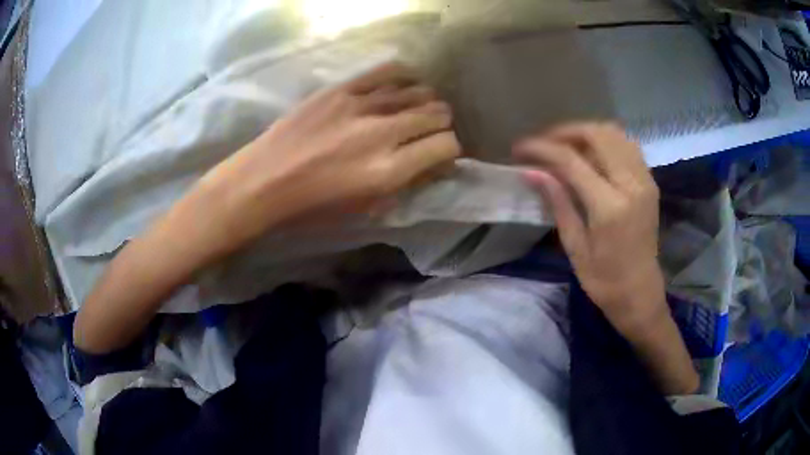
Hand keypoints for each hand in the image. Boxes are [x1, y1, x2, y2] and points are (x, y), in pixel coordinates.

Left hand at [190, 62, 460, 257]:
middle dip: (440, 124)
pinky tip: (404, 84)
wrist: (264, 180)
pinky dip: (404, 77)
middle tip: (429, 131)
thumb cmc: (313, 207)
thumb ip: (405, 184)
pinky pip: (387, 72)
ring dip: (426, 101)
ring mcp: (362, 105)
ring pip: (418, 90)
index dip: (449, 150)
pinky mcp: (342, 88)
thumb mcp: (365, 208)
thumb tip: (434, 163)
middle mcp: (383, 133)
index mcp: (389, 171)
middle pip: (437, 114)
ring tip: (417, 108)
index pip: (445, 146)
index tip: (440, 154)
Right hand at [514, 123, 664, 331]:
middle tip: (543, 143)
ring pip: (615, 134)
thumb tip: (531, 171)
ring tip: (566, 146)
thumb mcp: (576, 247)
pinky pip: (628, 146)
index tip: (520, 148)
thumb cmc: (605, 282)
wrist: (641, 295)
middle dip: (565, 132)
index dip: (542, 149)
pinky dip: (607, 141)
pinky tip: (592, 154)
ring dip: (587, 133)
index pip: (571, 160)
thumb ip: (558, 202)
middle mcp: (631, 185)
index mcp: (610, 207)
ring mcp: (645, 181)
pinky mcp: (650, 183)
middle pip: (597, 135)